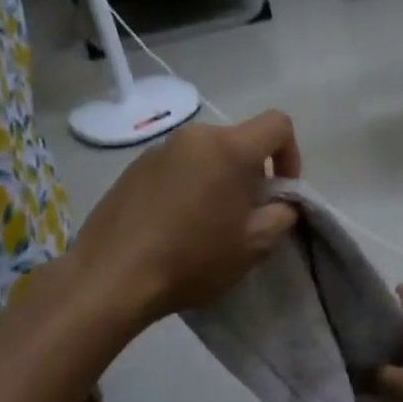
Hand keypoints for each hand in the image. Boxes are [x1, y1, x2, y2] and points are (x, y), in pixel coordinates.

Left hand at [64, 113, 300, 325]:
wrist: (111, 277)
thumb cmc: (192, 258)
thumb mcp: (254, 245)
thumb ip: (282, 214)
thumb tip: (282, 202)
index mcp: (229, 148)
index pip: (278, 124)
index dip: (291, 154)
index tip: (281, 191)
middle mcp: (194, 137)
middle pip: (239, 141)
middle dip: (252, 172)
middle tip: (246, 215)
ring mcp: (159, 149)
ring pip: (206, 155)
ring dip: (218, 179)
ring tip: (207, 223)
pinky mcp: (134, 167)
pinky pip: (176, 167)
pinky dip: (187, 186)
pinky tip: (174, 225)